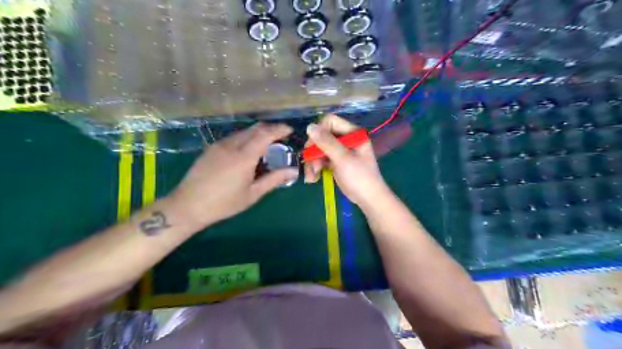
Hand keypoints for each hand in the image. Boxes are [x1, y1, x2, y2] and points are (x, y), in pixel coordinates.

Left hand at [170, 123, 297, 228]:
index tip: (290, 130)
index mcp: (244, 156)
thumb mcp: (253, 194)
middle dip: (270, 129)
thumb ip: (274, 179)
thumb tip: (293, 171)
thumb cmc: (224, 203)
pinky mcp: (211, 148)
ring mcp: (219, 145)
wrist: (188, 205)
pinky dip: (246, 139)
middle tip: (281, 137)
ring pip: (243, 132)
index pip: (265, 134)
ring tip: (266, 146)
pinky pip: (233, 137)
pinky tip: (247, 151)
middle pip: (255, 129)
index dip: (279, 129)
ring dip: (258, 134)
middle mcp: (232, 145)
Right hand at [305, 115, 389, 206]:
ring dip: (312, 163)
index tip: (312, 146)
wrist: (368, 199)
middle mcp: (346, 139)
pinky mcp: (336, 162)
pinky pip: (321, 160)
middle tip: (312, 165)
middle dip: (314, 152)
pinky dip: (316, 168)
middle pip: (322, 137)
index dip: (318, 132)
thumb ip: (327, 142)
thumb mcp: (343, 159)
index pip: (330, 122)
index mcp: (352, 133)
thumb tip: (309, 127)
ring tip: (311, 177)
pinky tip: (313, 179)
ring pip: (319, 149)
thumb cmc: (360, 177)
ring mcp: (340, 151)